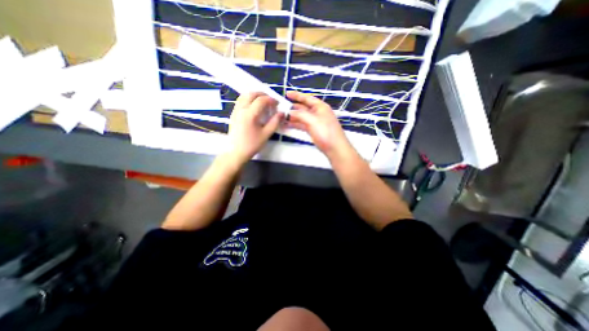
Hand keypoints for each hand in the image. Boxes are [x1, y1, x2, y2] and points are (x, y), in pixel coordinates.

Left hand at [224, 92, 283, 163]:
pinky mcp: (233, 114)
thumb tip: (282, 113)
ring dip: (254, 95)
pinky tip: (253, 107)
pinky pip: (240, 101)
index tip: (277, 103)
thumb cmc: (252, 144)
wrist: (236, 152)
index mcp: (250, 114)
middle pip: (251, 94)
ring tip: (262, 101)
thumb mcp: (266, 134)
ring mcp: (235, 111)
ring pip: (244, 96)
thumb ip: (275, 122)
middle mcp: (241, 109)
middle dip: (262, 94)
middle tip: (270, 100)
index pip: (261, 100)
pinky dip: (247, 99)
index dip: (271, 99)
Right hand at [286, 91, 353, 160]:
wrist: (334, 148)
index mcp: (320, 107)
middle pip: (303, 108)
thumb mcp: (312, 120)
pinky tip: (288, 125)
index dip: (297, 95)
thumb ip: (300, 114)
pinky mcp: (313, 130)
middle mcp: (317, 113)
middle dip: (293, 107)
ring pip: (302, 117)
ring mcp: (315, 122)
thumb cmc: (326, 132)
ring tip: (281, 117)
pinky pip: (302, 125)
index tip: (287, 94)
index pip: (307, 98)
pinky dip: (295, 124)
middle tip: (281, 108)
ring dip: (293, 117)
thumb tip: (290, 112)